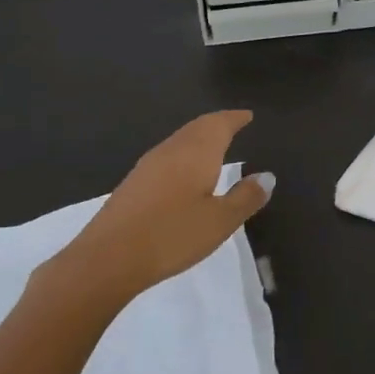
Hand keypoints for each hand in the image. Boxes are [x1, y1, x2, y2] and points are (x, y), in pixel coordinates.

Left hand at [48, 110, 271, 301]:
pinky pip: (167, 157)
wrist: (107, 258)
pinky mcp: (133, 184)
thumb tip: (267, 176)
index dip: (235, 118)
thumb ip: (245, 197)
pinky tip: (185, 174)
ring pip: (180, 141)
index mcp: (196, 152)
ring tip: (214, 146)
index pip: (219, 124)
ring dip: (199, 139)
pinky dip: (184, 155)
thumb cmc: (172, 235)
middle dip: (217, 124)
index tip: (248, 116)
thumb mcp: (220, 221)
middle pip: (197, 128)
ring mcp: (148, 166)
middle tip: (234, 124)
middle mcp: (171, 150)